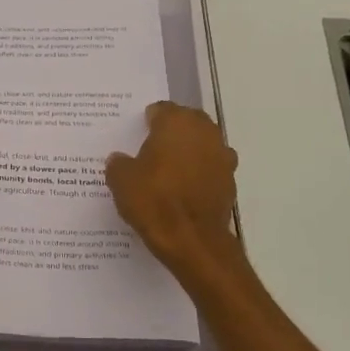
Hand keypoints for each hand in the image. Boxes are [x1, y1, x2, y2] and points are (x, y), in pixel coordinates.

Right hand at [105, 102, 241, 280]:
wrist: (191, 240)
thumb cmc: (154, 200)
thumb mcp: (121, 180)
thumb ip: (119, 164)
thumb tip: (120, 159)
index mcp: (176, 123)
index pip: (161, 110)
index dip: (148, 121)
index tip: (137, 134)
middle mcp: (204, 132)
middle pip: (187, 122)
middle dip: (172, 132)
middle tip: (152, 149)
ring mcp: (222, 156)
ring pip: (202, 145)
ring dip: (189, 152)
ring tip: (169, 171)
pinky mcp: (230, 181)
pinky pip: (210, 169)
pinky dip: (199, 174)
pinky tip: (183, 191)